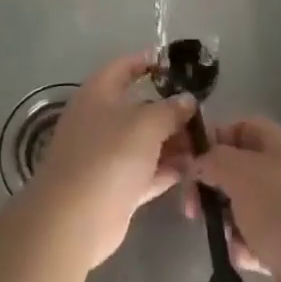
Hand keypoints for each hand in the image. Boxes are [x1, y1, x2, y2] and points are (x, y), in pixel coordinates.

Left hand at [30, 49, 195, 269]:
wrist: (75, 220)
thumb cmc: (109, 156)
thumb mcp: (147, 123)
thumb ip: (171, 109)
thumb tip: (187, 100)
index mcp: (98, 94)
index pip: (123, 67)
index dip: (147, 61)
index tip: (175, 64)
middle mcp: (100, 120)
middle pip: (139, 107)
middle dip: (170, 110)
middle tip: (202, 113)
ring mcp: (106, 155)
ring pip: (145, 141)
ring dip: (173, 142)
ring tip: (205, 142)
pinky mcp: (115, 187)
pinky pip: (146, 171)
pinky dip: (167, 169)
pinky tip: (193, 168)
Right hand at [185, 117, 280, 281]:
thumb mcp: (240, 172)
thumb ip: (213, 160)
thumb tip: (199, 164)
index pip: (242, 128)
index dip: (213, 141)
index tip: (188, 164)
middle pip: (241, 170)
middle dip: (215, 188)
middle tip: (193, 209)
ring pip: (246, 208)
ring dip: (230, 223)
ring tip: (229, 238)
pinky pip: (258, 241)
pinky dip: (246, 248)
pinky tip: (245, 259)